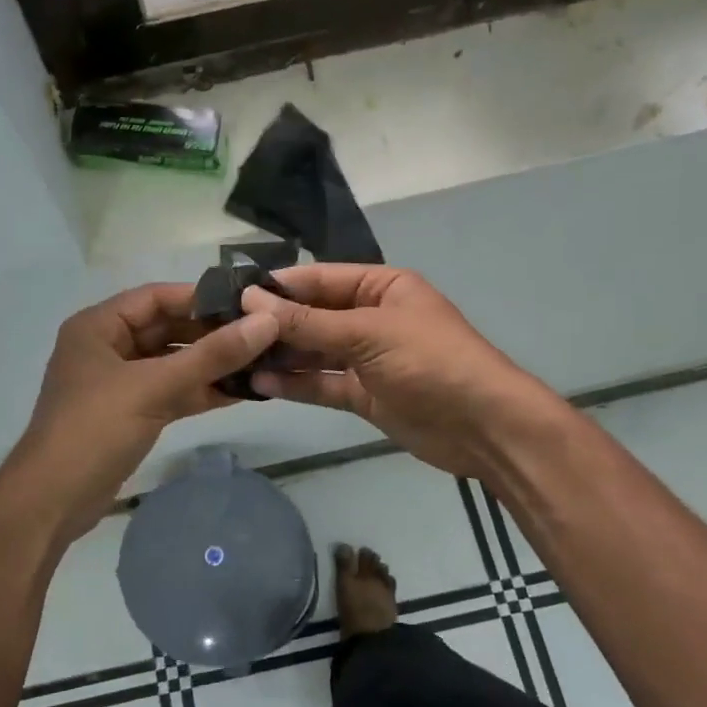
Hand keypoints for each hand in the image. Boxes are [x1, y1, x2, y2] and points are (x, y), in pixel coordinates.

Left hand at [0, 283, 279, 544]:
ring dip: (210, 364)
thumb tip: (266, 323)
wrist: (52, 501)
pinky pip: (171, 392)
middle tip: (262, 335)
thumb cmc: (95, 430)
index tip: (247, 303)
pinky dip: (200, 391)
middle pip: (167, 329)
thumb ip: (211, 355)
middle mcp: (107, 348)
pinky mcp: (130, 414)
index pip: (156, 297)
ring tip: (260, 362)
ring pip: (172, 363)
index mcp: (98, 327)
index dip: (201, 298)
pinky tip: (240, 392)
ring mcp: (119, 383)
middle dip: (211, 333)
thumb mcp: (154, 387)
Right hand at [242, 265, 563, 481]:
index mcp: (381, 287)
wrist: (483, 427)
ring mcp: (367, 358)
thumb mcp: (368, 333)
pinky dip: (294, 384)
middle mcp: (371, 317)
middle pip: (312, 316)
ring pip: (313, 352)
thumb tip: (251, 299)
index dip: (278, 286)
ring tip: (233, 360)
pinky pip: (322, 384)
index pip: (319, 279)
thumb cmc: (431, 362)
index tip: (231, 294)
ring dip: (279, 356)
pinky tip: (258, 385)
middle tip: (223, 332)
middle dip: (273, 324)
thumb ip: (307, 322)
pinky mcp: (364, 395)